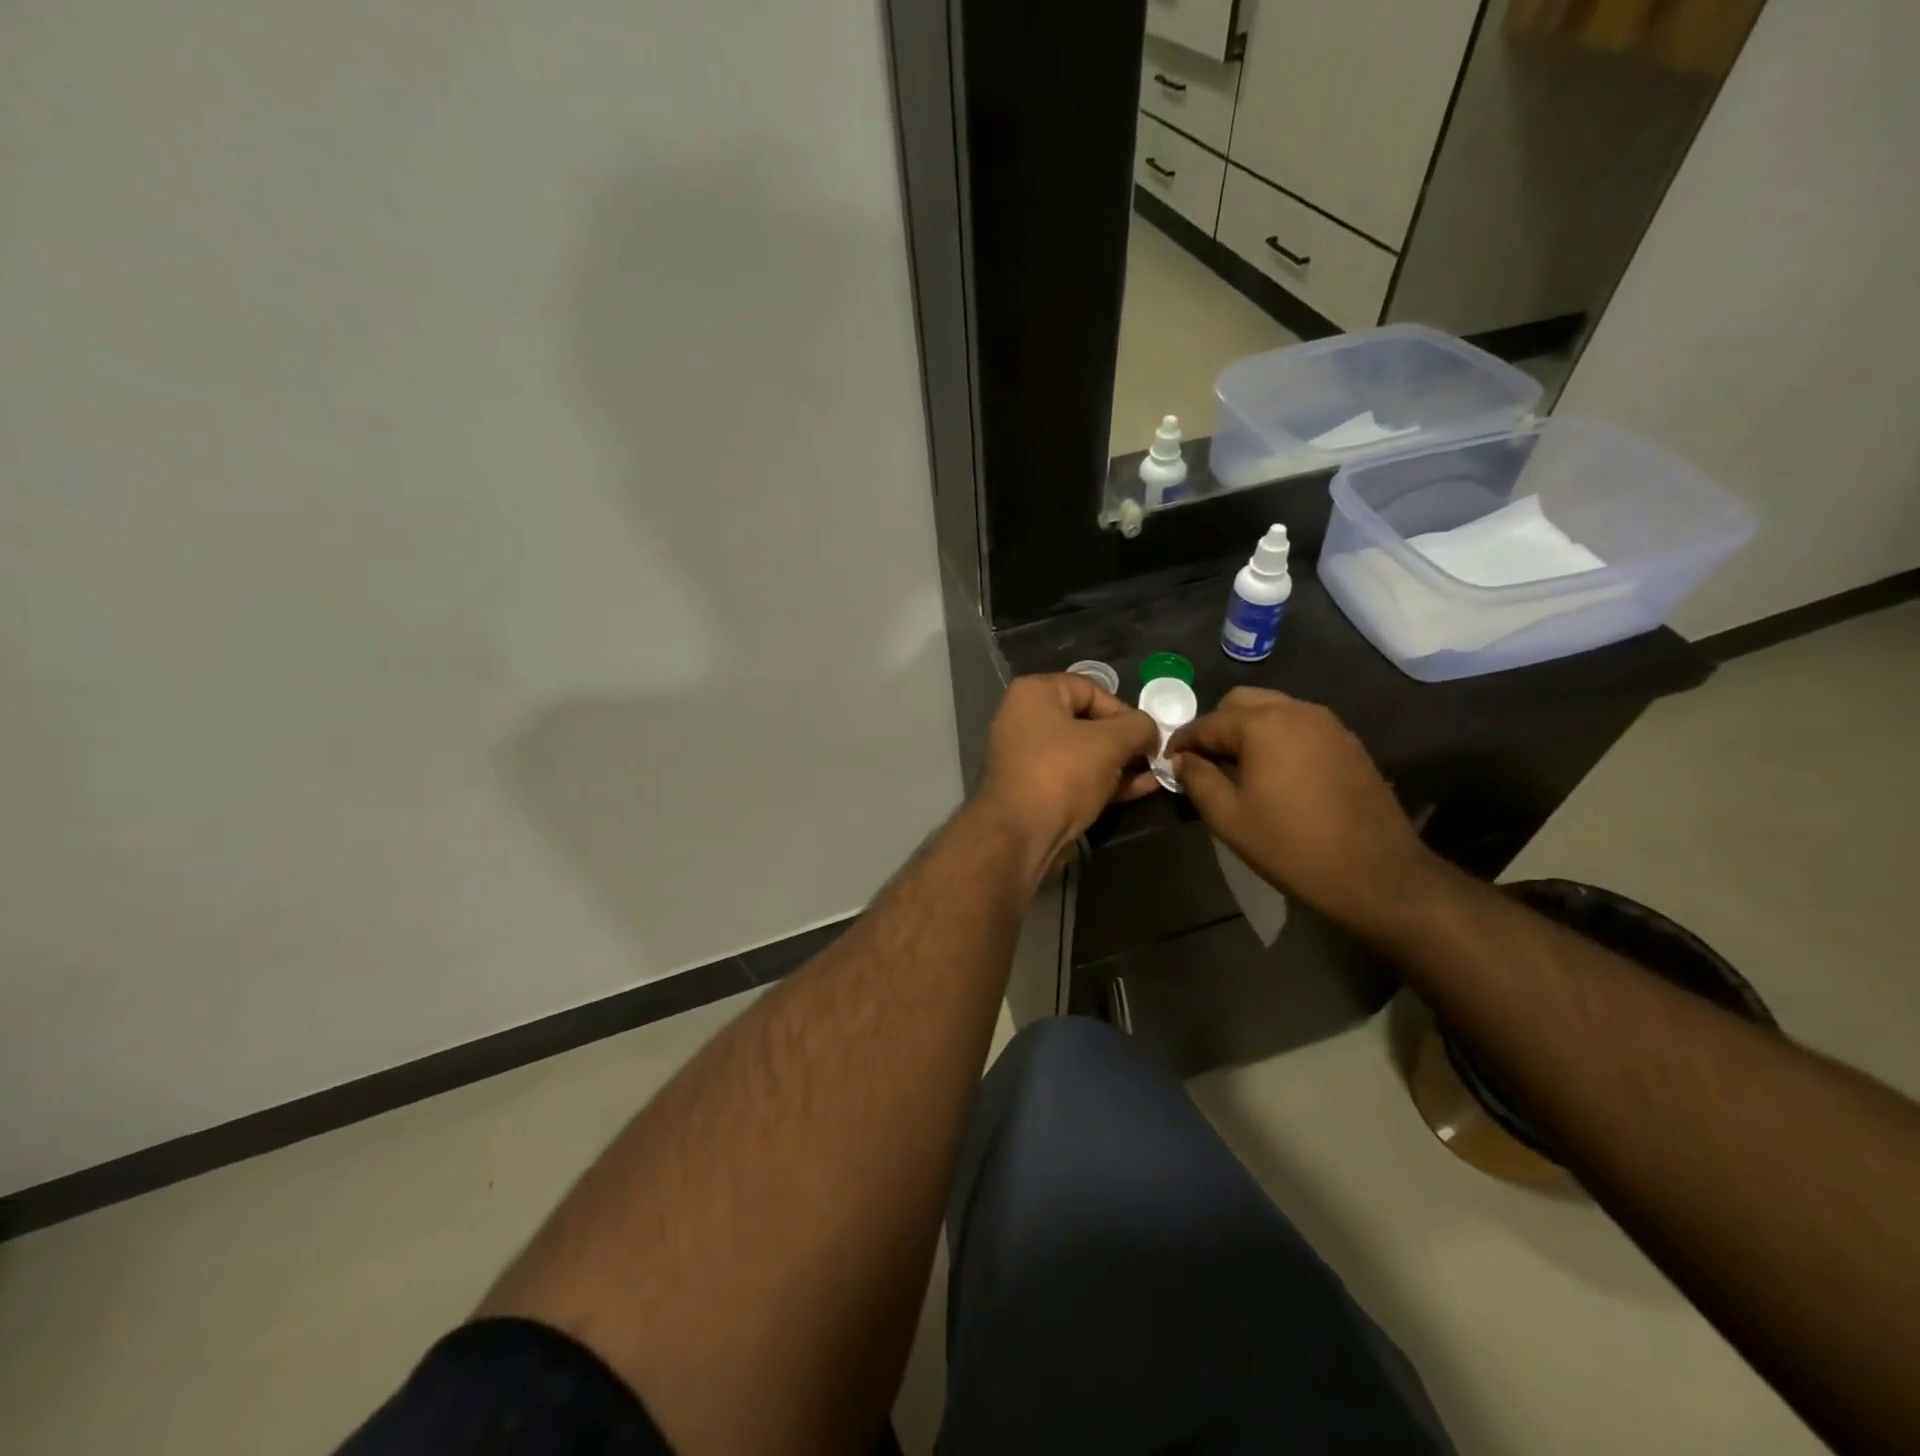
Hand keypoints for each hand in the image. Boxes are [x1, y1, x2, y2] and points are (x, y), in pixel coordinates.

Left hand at [976, 674, 1160, 877]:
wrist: (1022, 836)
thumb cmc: (1062, 773)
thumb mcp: (1110, 742)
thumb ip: (1138, 727)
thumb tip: (1151, 731)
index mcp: (1034, 694)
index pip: (1090, 689)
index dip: (1124, 709)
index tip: (1148, 733)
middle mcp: (1026, 719)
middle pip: (1088, 721)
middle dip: (1126, 739)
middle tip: (1155, 754)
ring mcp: (1030, 757)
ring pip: (1085, 752)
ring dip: (1122, 762)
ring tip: (1156, 772)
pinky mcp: (1038, 790)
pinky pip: (1078, 776)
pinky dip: (1107, 780)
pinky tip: (1142, 789)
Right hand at [1168, 687, 1434, 930]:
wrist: (1377, 874)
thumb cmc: (1292, 846)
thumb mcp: (1229, 818)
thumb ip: (1198, 780)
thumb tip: (1181, 760)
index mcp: (1263, 724)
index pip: (1207, 723)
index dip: (1182, 742)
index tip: (1168, 763)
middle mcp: (1296, 711)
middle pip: (1241, 703)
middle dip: (1216, 726)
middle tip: (1204, 761)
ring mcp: (1328, 724)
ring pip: (1274, 710)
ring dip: (1248, 729)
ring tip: (1237, 767)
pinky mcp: (1348, 742)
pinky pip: (1300, 726)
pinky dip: (1278, 737)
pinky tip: (1275, 772)